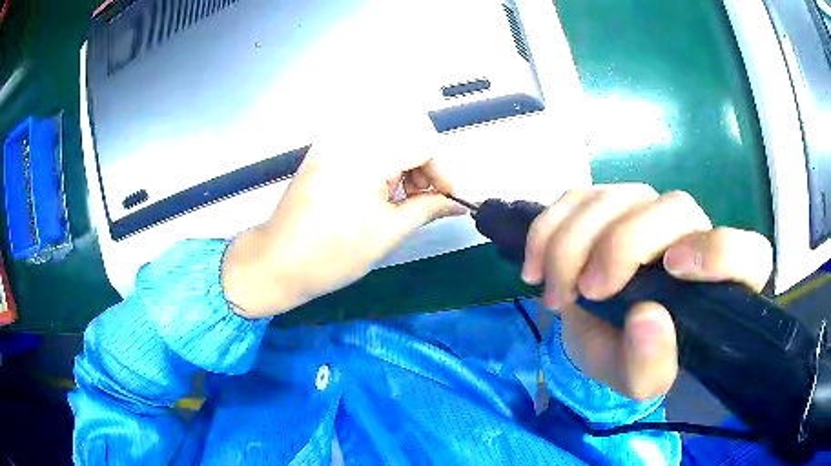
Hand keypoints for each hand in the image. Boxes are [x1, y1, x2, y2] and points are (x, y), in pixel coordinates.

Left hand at [222, 116, 463, 318]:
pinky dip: (382, 159)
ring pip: (387, 131)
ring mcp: (332, 142)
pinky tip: (376, 189)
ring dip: (404, 158)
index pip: (423, 142)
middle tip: (420, 195)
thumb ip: (427, 209)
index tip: (444, 197)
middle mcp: (348, 139)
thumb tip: (456, 203)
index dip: (442, 169)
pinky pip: (365, 141)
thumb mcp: (388, 233)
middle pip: (407, 127)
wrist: (277, 262)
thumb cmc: (331, 256)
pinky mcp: (323, 150)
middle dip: (424, 160)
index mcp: (365, 158)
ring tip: (397, 196)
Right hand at [522, 185, 772, 399]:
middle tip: (585, 291)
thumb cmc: (629, 357)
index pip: (749, 254)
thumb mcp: (636, 380)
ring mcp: (651, 211)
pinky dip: (549, 227)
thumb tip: (648, 318)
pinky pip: (579, 195)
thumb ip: (649, 364)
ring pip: (620, 196)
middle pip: (674, 209)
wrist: (597, 334)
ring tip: (554, 292)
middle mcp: (694, 236)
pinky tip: (536, 265)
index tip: (671, 269)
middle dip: (621, 246)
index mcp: (719, 285)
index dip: (719, 251)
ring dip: (574, 243)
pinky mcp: (611, 202)